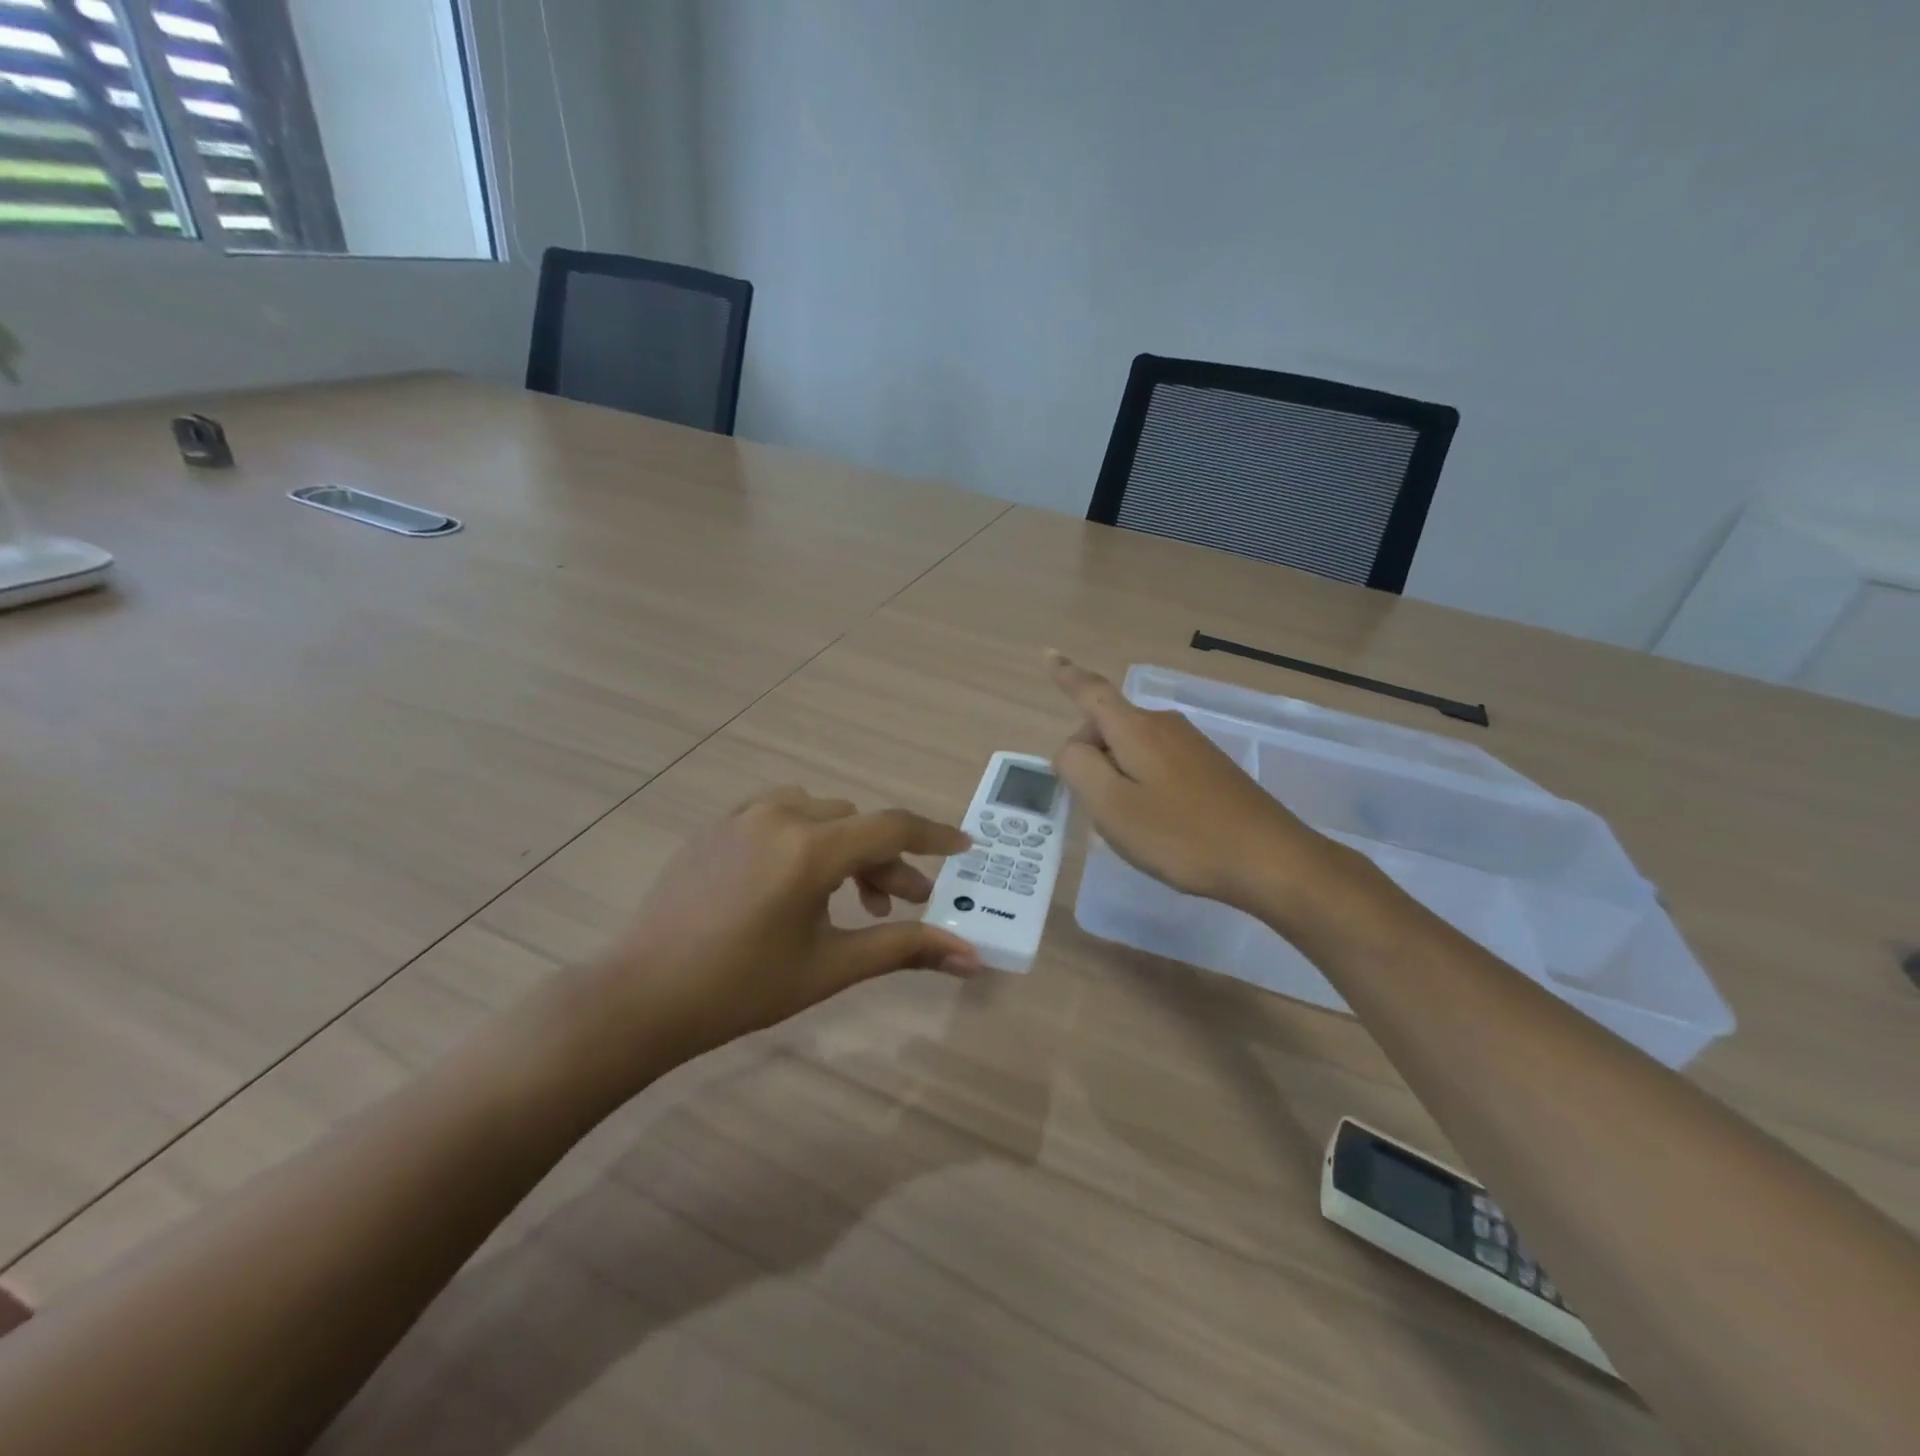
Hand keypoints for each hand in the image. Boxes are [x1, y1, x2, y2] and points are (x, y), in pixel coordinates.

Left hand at [595, 789, 981, 1060]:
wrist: (643, 995)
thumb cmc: (743, 987)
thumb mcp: (831, 967)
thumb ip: (904, 949)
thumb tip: (971, 957)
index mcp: (810, 849)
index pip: (891, 828)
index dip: (933, 837)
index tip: (964, 847)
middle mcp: (780, 816)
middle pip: (856, 825)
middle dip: (885, 861)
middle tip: (897, 905)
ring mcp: (742, 816)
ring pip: (820, 813)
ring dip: (845, 846)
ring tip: (844, 895)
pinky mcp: (717, 826)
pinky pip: (779, 813)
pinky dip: (806, 835)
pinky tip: (796, 875)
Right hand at [1048, 652, 1347, 913]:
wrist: (1270, 859)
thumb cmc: (1181, 834)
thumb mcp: (1112, 806)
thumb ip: (1078, 768)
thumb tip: (1069, 749)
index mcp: (1136, 729)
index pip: (1091, 692)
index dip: (1066, 675)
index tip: (1048, 654)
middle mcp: (1164, 726)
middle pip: (1109, 726)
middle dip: (1089, 756)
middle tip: (1091, 806)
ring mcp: (1191, 745)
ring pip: (1132, 748)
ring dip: (1116, 776)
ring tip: (1125, 823)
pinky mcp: (1210, 767)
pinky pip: (1157, 764)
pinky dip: (1141, 784)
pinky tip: (1156, 824)